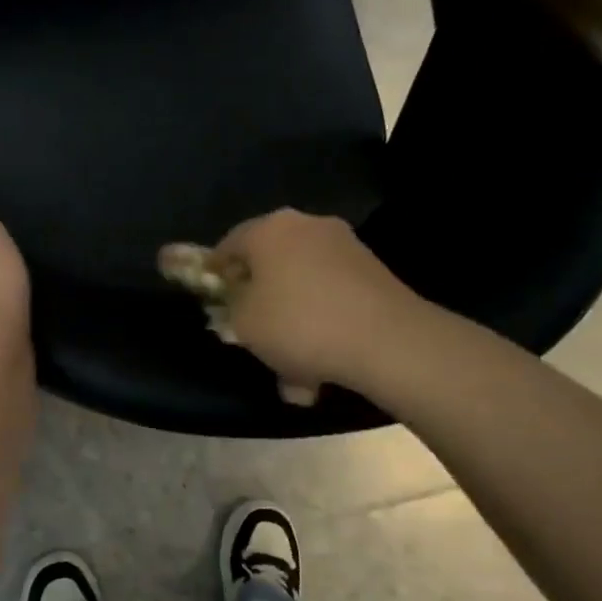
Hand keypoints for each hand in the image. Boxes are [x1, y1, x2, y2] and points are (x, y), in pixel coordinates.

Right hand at [200, 209, 427, 399]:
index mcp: (269, 229)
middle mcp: (306, 227)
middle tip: (253, 336)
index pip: (228, 244)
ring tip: (293, 373)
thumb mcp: (244, 323)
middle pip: (269, 265)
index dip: (215, 274)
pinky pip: (332, 298)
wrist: (388, 340)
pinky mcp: (373, 271)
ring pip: (303, 287)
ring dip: (293, 324)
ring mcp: (344, 246)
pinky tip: (323, 367)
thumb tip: (240, 299)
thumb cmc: (299, 324)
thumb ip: (231, 307)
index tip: (214, 302)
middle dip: (261, 303)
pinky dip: (322, 325)